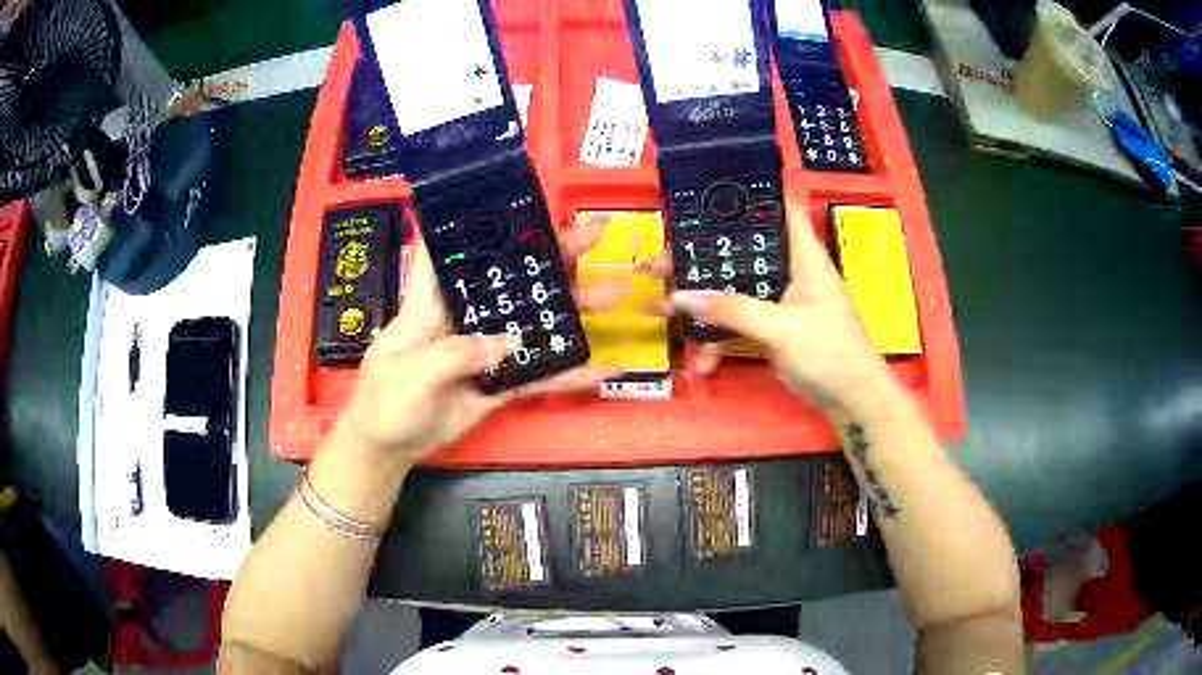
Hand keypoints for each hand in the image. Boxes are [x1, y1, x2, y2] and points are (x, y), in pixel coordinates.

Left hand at [331, 217, 622, 466]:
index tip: (518, 203)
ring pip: (534, 322)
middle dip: (553, 255)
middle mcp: (465, 318)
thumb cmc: (383, 403)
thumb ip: (455, 356)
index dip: (480, 224)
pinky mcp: (498, 384)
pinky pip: (537, 375)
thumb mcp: (409, 374)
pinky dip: (568, 374)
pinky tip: (602, 369)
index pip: (454, 250)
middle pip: (511, 279)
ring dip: (573, 308)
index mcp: (432, 303)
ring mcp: (486, 351)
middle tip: (594, 235)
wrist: (388, 448)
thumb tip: (508, 343)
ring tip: (615, 292)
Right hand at [667, 197, 895, 416]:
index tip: (713, 188)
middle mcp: (790, 275)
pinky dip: (719, 342)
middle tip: (659, 261)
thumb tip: (682, 296)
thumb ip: (734, 311)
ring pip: (733, 293)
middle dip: (701, 258)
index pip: (782, 209)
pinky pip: (737, 327)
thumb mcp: (783, 329)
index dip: (753, 193)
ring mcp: (779, 305)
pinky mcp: (772, 332)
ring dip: (700, 305)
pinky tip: (703, 363)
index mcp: (804, 259)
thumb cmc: (832, 354)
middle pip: (741, 254)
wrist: (853, 404)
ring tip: (658, 309)